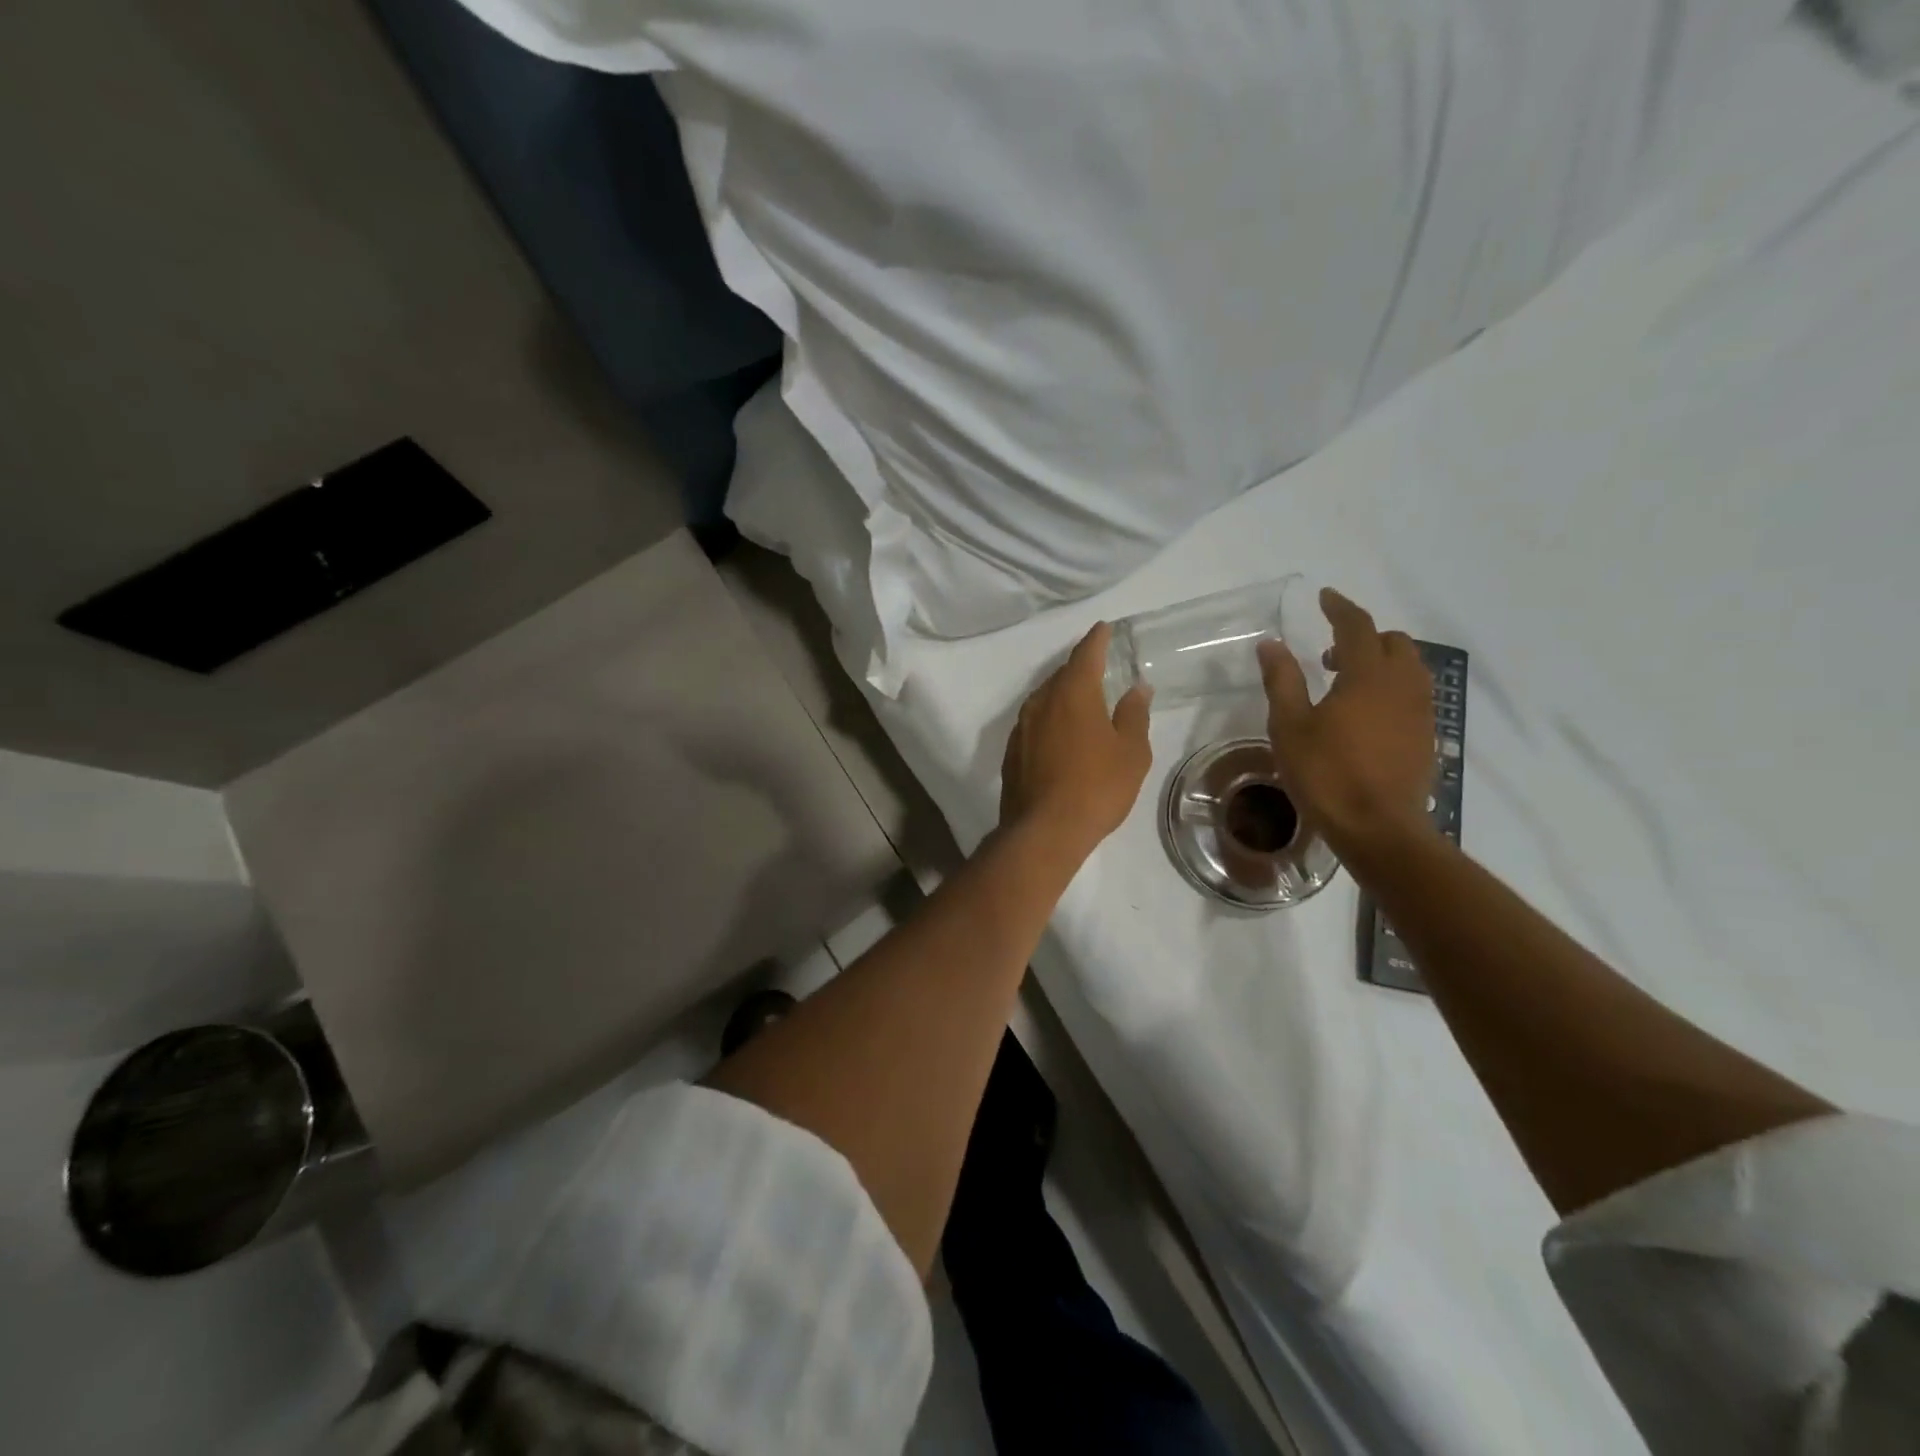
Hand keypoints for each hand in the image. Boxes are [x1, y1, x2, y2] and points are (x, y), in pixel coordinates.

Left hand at [1000, 622, 1152, 854]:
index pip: (1086, 654)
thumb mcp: (1131, 752)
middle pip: (1062, 675)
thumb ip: (1134, 715)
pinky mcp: (1012, 751)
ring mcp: (1022, 727)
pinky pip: (1035, 723)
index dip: (1096, 639)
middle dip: (1080, 668)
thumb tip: (1137, 688)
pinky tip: (1062, 734)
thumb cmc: (1097, 787)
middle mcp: (1041, 701)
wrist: (1044, 831)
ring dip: (1064, 694)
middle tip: (1099, 667)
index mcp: (1073, 693)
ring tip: (1083, 701)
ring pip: (1045, 699)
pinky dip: (1051, 719)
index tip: (1103, 628)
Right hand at [1257, 589, 1434, 862]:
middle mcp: (1402, 684)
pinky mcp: (1427, 735)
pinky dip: (1392, 686)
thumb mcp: (1290, 726)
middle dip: (1363, 636)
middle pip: (1392, 642)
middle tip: (1330, 654)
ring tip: (1347, 683)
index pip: (1357, 627)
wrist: (1379, 827)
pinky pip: (1414, 693)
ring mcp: (1420, 711)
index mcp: (1367, 675)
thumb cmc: (1327, 773)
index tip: (1325, 597)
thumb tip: (1271, 644)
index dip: (1340, 608)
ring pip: (1409, 667)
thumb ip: (1283, 680)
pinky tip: (1367, 713)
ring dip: (1381, 661)